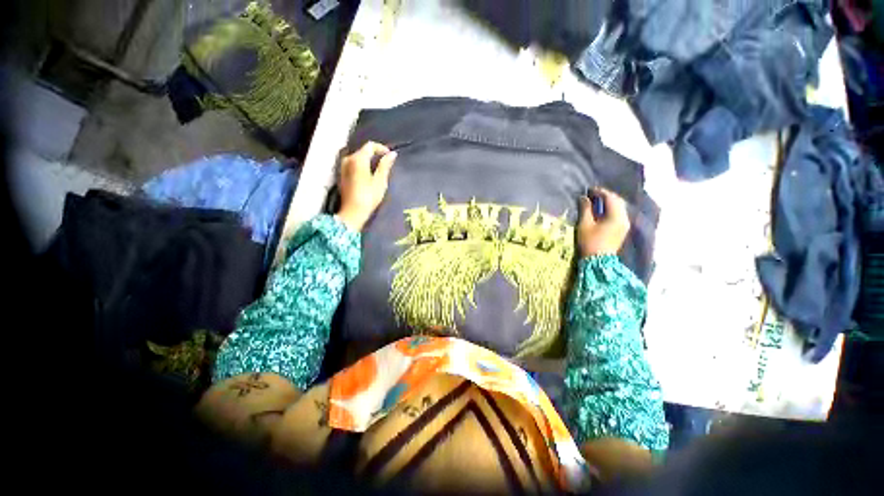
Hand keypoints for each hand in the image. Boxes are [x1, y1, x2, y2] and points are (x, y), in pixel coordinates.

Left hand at [337, 142, 397, 230]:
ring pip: (358, 157)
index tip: (390, 156)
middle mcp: (348, 159)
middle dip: (375, 154)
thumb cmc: (368, 197)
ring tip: (379, 170)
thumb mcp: (380, 181)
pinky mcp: (342, 174)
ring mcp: (343, 167)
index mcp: (358, 159)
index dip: (382, 148)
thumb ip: (385, 165)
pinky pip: (354, 164)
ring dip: (369, 160)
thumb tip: (392, 154)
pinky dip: (363, 166)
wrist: (353, 212)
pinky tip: (369, 175)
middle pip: (363, 151)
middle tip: (386, 164)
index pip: (370, 146)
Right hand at [577, 188, 630, 257]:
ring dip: (608, 203)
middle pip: (617, 201)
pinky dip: (611, 210)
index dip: (600, 192)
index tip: (589, 190)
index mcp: (616, 216)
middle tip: (593, 194)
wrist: (597, 261)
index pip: (610, 198)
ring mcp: (625, 225)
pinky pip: (618, 214)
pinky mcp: (622, 230)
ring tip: (596, 202)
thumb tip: (584, 197)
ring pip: (619, 208)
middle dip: (606, 196)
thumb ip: (585, 209)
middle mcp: (624, 218)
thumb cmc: (590, 242)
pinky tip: (601, 211)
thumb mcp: (585, 224)